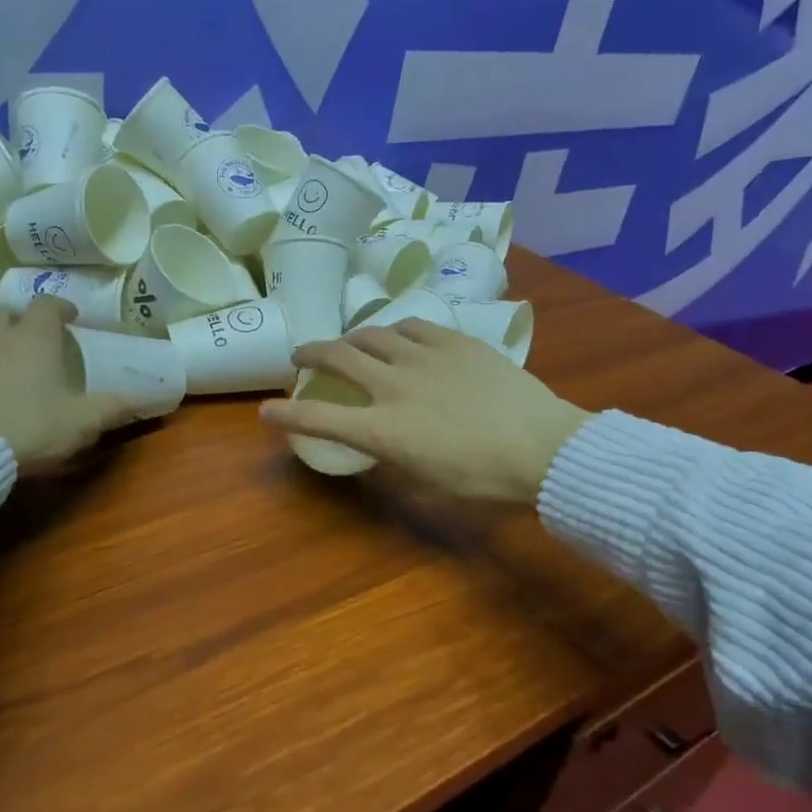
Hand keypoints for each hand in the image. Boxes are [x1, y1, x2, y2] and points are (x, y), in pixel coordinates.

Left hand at [0, 297, 130, 472]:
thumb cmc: (34, 425)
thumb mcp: (84, 420)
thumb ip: (116, 407)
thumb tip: (147, 398)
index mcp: (36, 337)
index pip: (47, 304)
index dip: (61, 307)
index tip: (73, 318)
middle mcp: (1, 339)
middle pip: (9, 313)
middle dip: (26, 320)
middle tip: (43, 338)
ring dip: (4, 345)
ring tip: (21, 367)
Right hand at [259, 321, 589, 502]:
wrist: (545, 448)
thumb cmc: (486, 481)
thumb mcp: (429, 485)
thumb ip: (396, 461)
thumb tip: (383, 446)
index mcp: (383, 430)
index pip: (320, 419)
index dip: (286, 414)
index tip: (265, 410)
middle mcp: (394, 386)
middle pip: (337, 358)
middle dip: (310, 355)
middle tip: (300, 356)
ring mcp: (424, 358)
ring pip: (372, 334)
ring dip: (350, 338)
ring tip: (347, 342)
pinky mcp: (454, 341)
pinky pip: (413, 326)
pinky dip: (395, 331)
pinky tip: (397, 335)